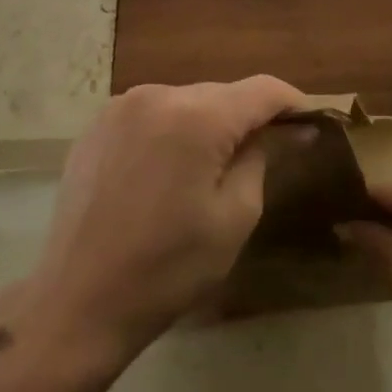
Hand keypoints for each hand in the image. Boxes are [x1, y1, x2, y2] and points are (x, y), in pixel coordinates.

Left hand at [8, 77, 303, 368]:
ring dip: (211, 123)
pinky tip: (173, 168)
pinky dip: (174, 130)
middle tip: (273, 150)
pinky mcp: (96, 126)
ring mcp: (120, 108)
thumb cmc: (169, 267)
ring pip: (186, 101)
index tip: (313, 123)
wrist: (78, 301)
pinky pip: (153, 114)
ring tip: (219, 164)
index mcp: (196, 117)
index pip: (262, 90)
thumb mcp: (235, 216)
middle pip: (222, 93)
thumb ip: (262, 157)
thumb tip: (288, 129)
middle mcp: (156, 96)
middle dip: (250, 116)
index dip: (294, 102)